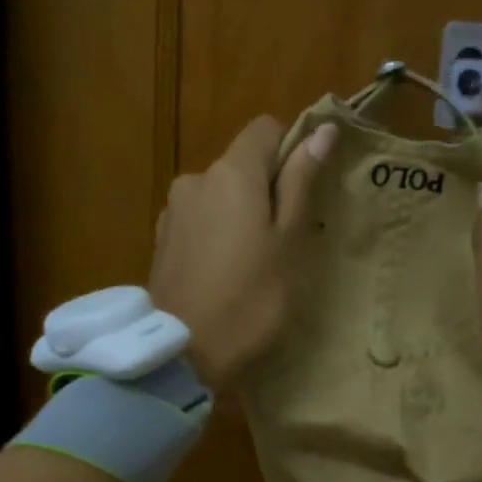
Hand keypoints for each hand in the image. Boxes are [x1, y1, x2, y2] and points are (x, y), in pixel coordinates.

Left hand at [150, 116, 336, 389]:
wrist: (182, 352)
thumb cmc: (250, 298)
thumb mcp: (288, 241)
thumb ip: (300, 182)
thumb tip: (320, 131)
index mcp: (231, 172)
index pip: (264, 129)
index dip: (290, 150)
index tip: (303, 191)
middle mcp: (196, 178)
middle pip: (241, 164)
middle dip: (266, 189)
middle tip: (285, 240)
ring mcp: (174, 210)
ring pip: (220, 194)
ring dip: (240, 213)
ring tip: (253, 263)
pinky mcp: (162, 239)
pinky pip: (200, 219)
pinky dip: (217, 233)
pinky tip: (223, 273)